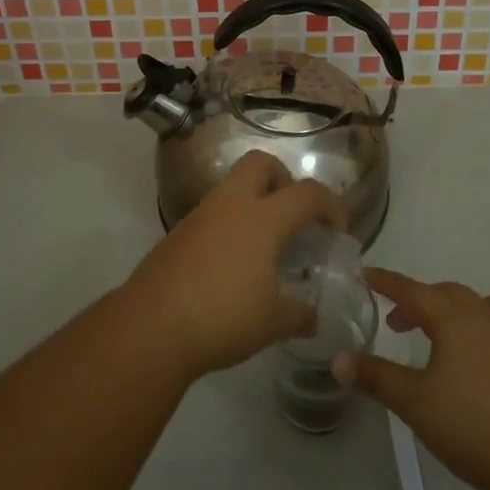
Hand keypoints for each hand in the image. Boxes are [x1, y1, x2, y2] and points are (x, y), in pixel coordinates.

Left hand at [122, 150, 343, 379]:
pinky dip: (231, 226)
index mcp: (263, 218)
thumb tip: (312, 316)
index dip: (331, 206)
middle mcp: (232, 204)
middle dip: (283, 179)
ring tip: (266, 246)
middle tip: (294, 216)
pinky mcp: (179, 233)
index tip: (338, 232)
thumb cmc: (223, 316)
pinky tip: (234, 264)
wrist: (152, 325)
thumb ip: (300, 315)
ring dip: (254, 203)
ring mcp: (201, 215)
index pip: (307, 193)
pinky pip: (214, 214)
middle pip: (261, 164)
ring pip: (233, 187)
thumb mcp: (273, 323)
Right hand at [334, 269, 489, 489]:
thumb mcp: (412, 402)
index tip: (366, 274)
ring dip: (459, 309)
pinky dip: (487, 329)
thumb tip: (337, 360)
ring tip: (445, 333)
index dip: (387, 282)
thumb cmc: (470, 426)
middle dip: (419, 301)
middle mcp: (485, 317)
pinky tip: (482, 357)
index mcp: (454, 318)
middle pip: (447, 293)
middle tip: (397, 323)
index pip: (413, 290)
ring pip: (484, 303)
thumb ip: (374, 376)